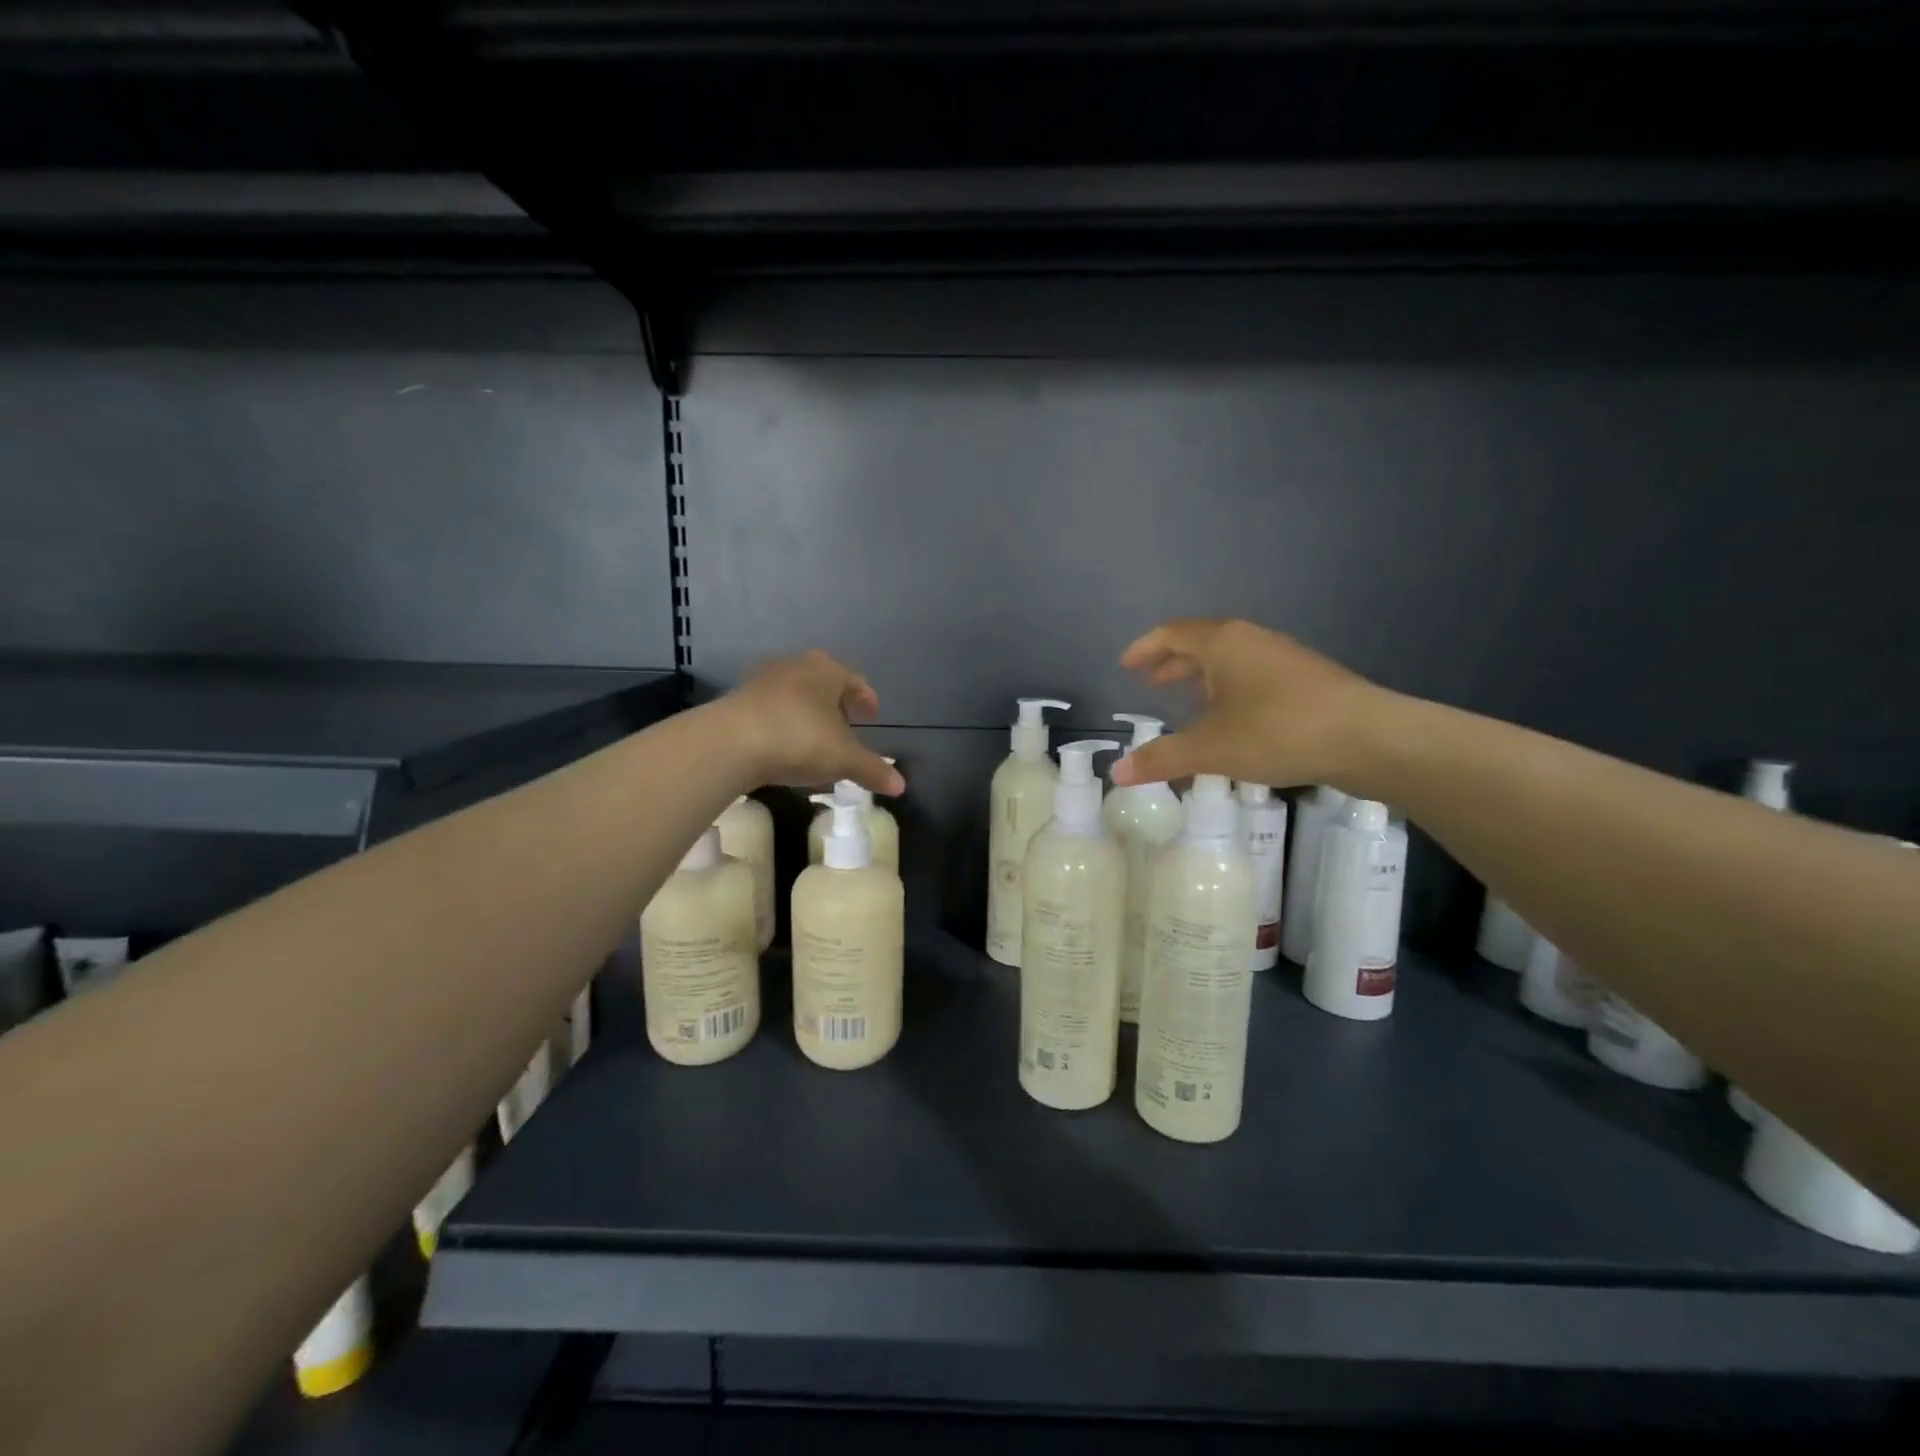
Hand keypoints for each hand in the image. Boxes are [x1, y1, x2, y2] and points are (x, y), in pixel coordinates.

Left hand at [715, 650, 904, 796]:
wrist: (730, 743)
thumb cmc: (799, 739)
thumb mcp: (843, 759)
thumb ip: (872, 769)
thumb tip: (902, 786)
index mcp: (827, 670)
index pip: (854, 681)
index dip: (865, 699)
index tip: (871, 714)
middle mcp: (796, 666)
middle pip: (823, 684)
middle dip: (836, 705)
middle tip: (846, 727)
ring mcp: (763, 680)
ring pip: (796, 695)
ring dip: (808, 715)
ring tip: (816, 740)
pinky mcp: (738, 700)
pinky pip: (772, 710)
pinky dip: (784, 724)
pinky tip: (785, 748)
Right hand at [1109, 619, 1380, 789]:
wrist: (1369, 738)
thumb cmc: (1277, 731)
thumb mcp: (1210, 749)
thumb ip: (1161, 759)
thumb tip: (1115, 773)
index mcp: (1224, 643)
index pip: (1172, 633)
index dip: (1145, 648)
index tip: (1125, 666)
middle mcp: (1252, 640)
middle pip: (1202, 643)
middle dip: (1172, 663)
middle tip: (1149, 683)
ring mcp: (1284, 659)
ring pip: (1231, 660)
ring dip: (1202, 677)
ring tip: (1185, 700)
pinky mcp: (1308, 681)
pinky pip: (1253, 676)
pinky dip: (1229, 690)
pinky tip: (1232, 719)